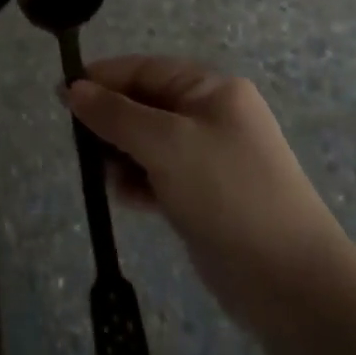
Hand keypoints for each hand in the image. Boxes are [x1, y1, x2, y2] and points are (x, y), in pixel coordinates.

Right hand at [67, 57, 342, 327]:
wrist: (293, 285)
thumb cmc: (228, 194)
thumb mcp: (166, 144)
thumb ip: (115, 114)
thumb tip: (72, 88)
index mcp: (211, 90)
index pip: (145, 69)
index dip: (102, 78)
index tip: (61, 94)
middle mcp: (212, 116)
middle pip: (145, 104)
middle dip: (111, 120)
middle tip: (78, 142)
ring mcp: (211, 158)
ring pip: (149, 142)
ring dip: (121, 153)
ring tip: (103, 174)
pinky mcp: (207, 197)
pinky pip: (160, 175)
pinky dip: (139, 182)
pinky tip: (124, 198)